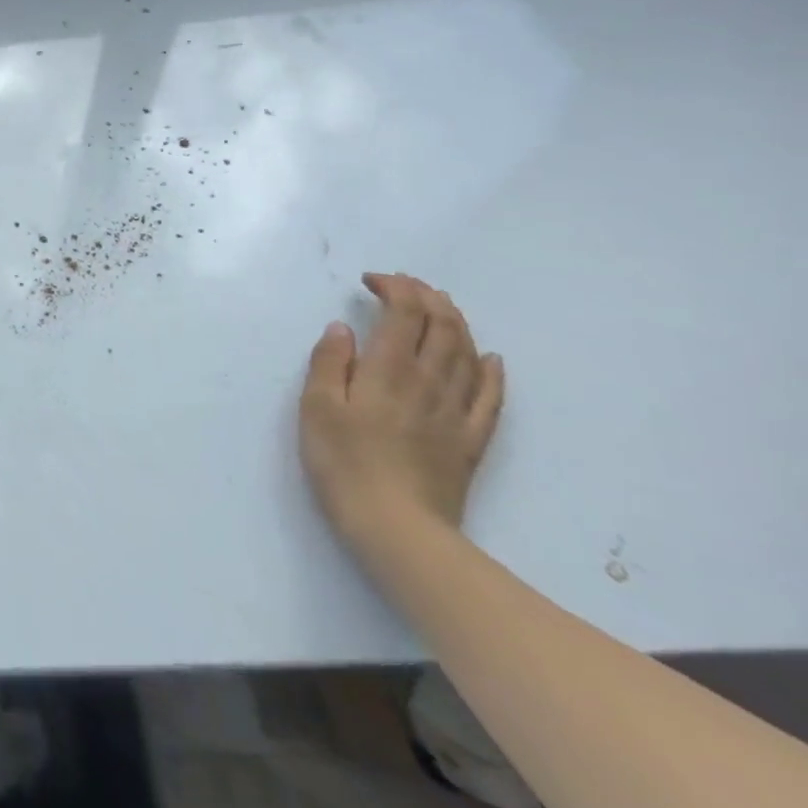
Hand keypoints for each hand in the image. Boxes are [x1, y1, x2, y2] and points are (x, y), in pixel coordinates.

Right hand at [300, 274, 504, 550]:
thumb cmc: (343, 462)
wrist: (396, 525)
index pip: (404, 314)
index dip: (394, 288)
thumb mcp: (316, 407)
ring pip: (467, 353)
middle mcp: (429, 381)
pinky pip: (490, 396)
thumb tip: (343, 328)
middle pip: (442, 326)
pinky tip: (487, 359)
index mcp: (389, 370)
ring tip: (439, 307)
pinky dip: (490, 370)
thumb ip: (329, 362)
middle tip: (404, 285)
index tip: (371, 281)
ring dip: (455, 322)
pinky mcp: (471, 439)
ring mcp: (456, 410)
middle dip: (426, 296)